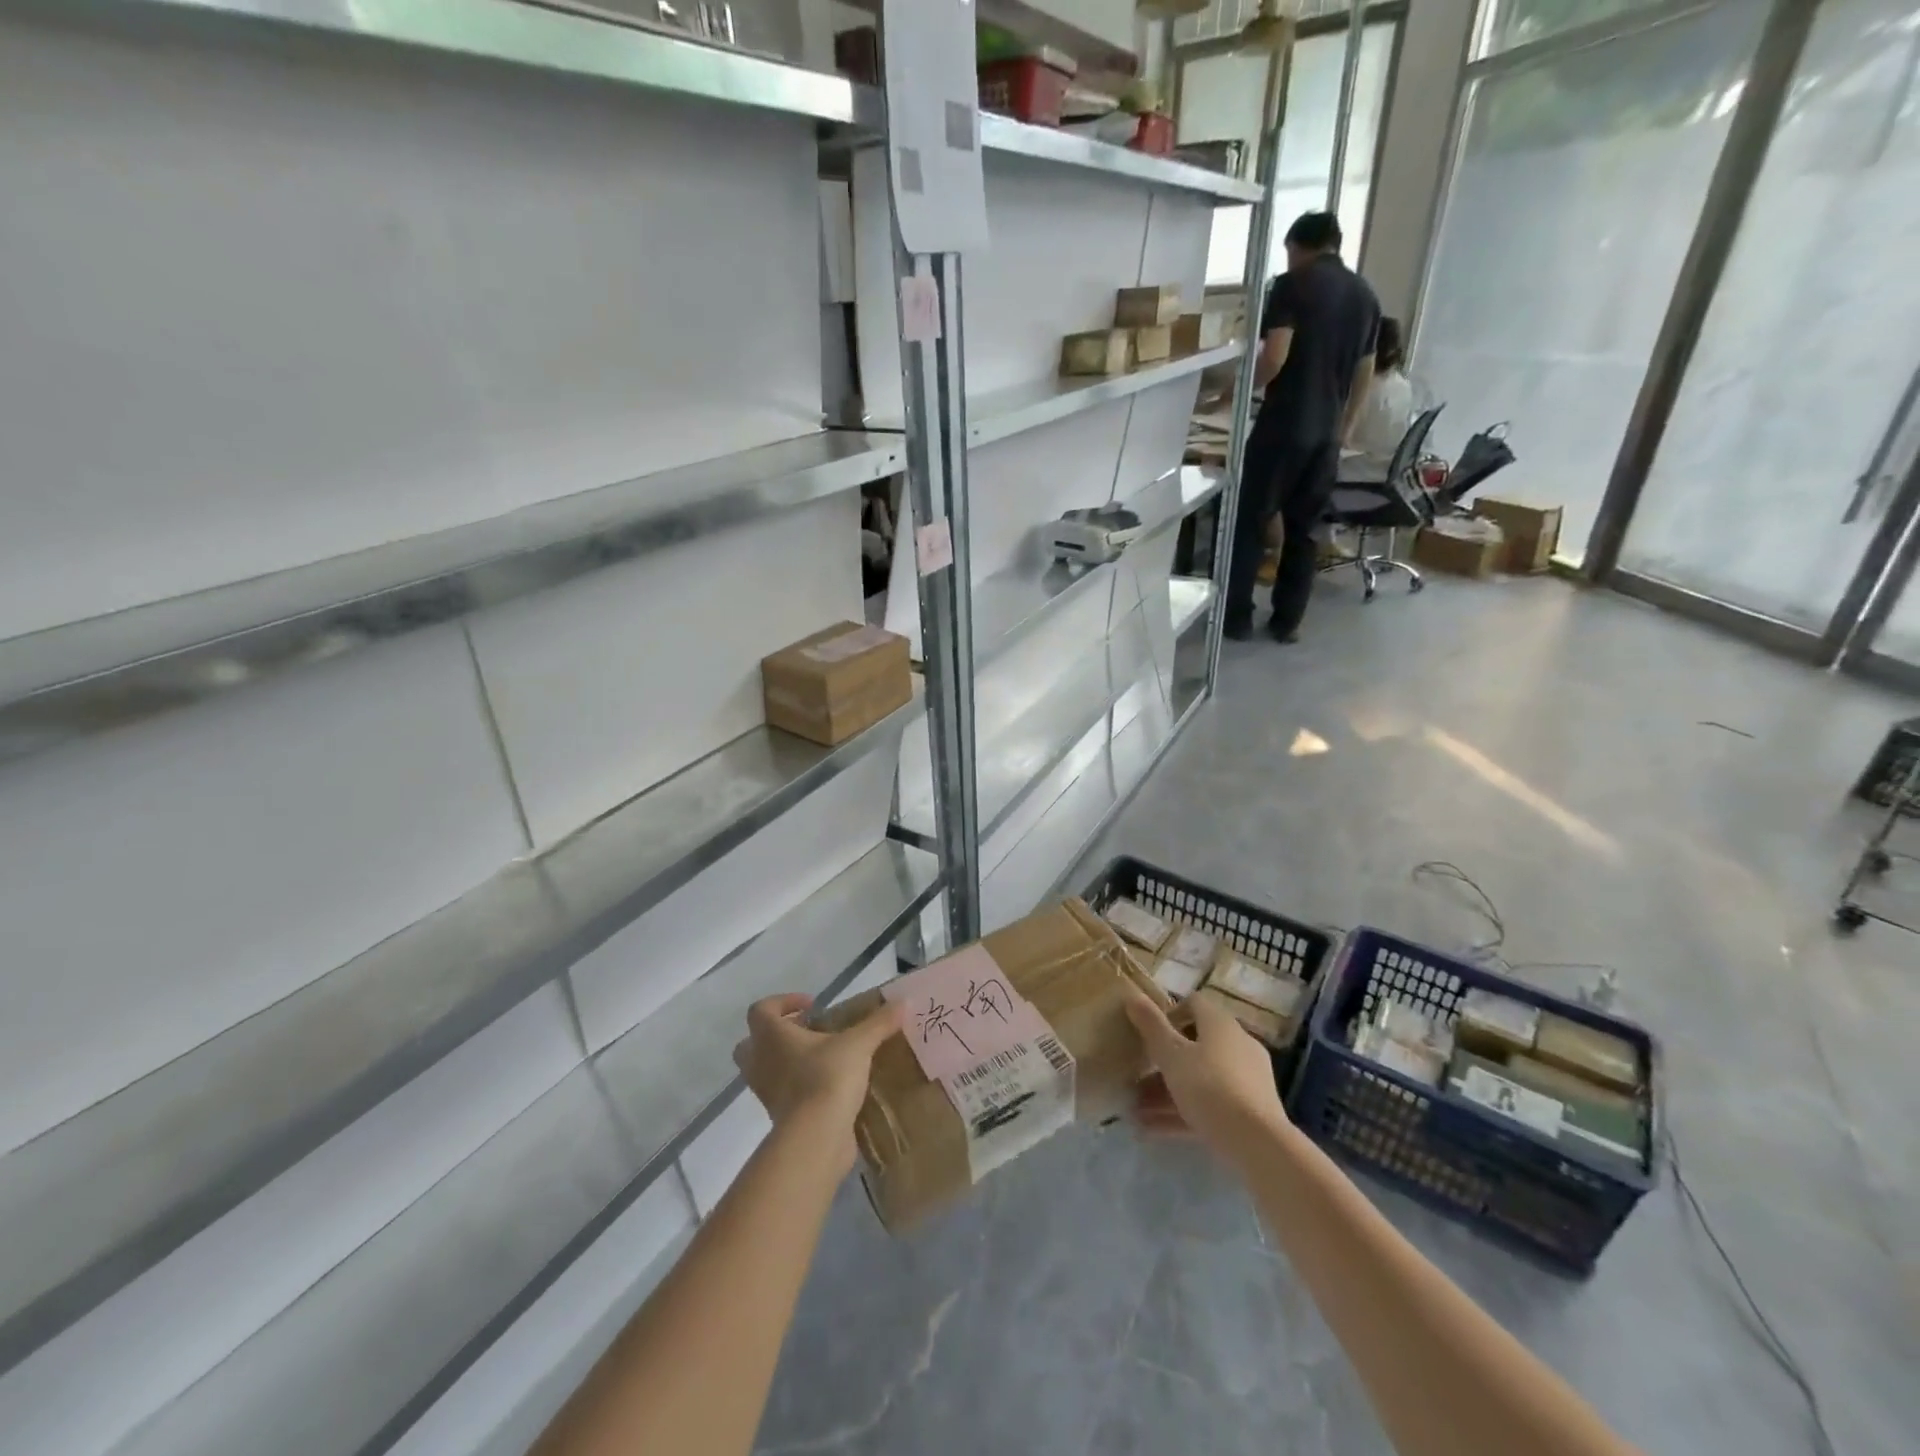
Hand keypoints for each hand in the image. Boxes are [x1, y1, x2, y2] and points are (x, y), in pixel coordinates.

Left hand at [734, 993, 901, 1172]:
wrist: (816, 1138)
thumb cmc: (827, 1077)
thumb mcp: (858, 1044)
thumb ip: (879, 1022)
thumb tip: (903, 1001)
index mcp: (771, 1037)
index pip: (761, 1010)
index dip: (783, 1002)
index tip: (812, 1005)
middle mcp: (761, 1062)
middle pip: (751, 1043)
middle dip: (775, 1035)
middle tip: (807, 1032)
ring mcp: (767, 1092)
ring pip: (765, 1071)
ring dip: (787, 1062)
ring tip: (822, 1058)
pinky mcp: (780, 1117)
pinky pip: (783, 1094)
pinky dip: (799, 1087)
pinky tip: (829, 1085)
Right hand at [1124, 987, 1288, 1162]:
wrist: (1259, 1143)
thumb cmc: (1209, 1087)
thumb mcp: (1171, 1055)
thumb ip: (1151, 1026)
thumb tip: (1133, 996)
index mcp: (1220, 1023)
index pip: (1194, 1003)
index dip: (1169, 1014)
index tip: (1149, 1034)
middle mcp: (1238, 1043)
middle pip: (1195, 1044)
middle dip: (1164, 1061)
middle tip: (1138, 1076)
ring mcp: (1248, 1077)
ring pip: (1201, 1077)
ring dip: (1168, 1090)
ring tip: (1137, 1109)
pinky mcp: (1252, 1109)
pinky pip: (1212, 1102)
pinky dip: (1185, 1111)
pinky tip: (1154, 1129)